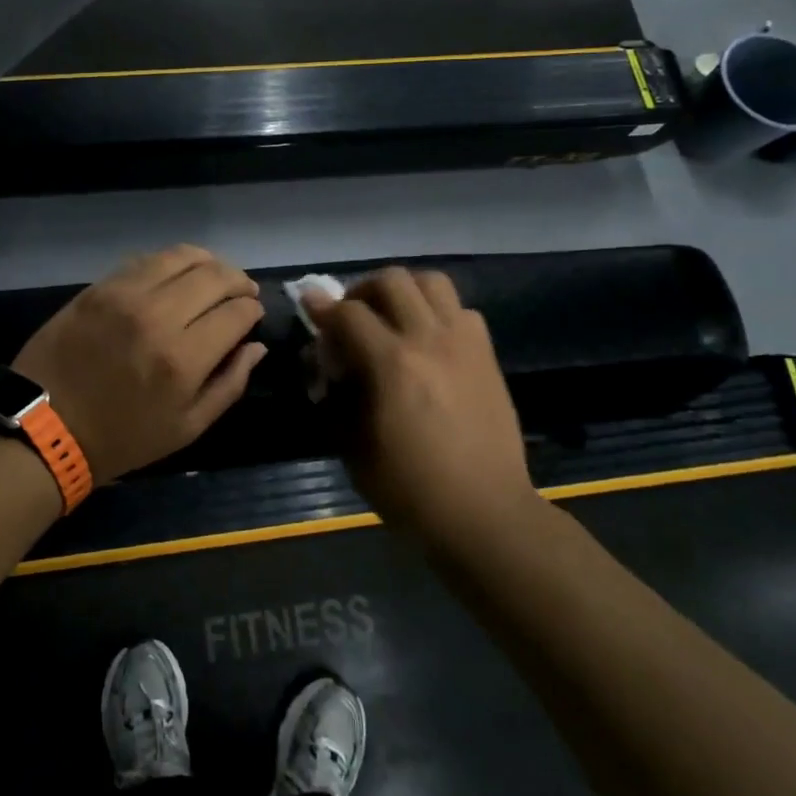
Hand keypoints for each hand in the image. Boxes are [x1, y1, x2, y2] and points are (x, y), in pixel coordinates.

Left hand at [13, 245, 268, 483]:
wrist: (45, 426)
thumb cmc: (122, 437)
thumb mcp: (186, 428)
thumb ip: (229, 384)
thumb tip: (256, 346)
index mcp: (182, 358)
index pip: (236, 313)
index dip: (252, 310)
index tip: (253, 314)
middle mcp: (157, 315)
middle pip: (215, 276)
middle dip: (238, 281)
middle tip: (242, 292)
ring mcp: (124, 294)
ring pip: (181, 256)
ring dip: (208, 262)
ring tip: (214, 276)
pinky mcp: (99, 286)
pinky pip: (146, 260)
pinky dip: (171, 262)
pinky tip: (176, 276)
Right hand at [305, 267, 538, 534]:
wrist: (485, 514)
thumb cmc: (410, 489)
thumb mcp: (353, 448)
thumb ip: (335, 397)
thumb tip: (326, 366)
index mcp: (392, 364)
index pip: (348, 313)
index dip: (322, 307)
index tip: (309, 305)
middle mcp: (429, 340)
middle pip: (392, 281)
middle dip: (362, 290)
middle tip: (352, 314)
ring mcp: (464, 344)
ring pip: (432, 282)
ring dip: (404, 290)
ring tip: (392, 315)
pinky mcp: (486, 356)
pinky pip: (461, 311)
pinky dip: (438, 312)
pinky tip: (428, 339)